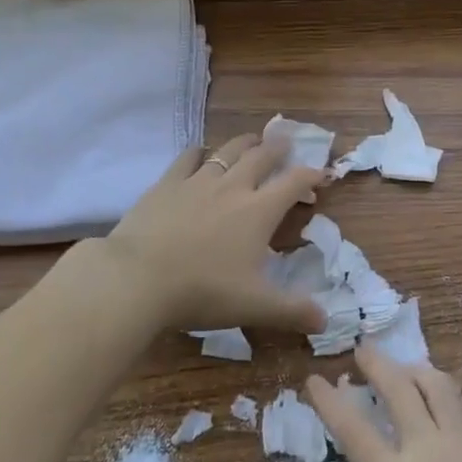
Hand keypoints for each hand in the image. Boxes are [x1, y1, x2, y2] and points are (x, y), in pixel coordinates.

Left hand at [79, 134, 325, 336]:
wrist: (137, 279)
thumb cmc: (202, 291)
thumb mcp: (254, 306)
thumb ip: (292, 312)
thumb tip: (325, 321)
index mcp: (259, 211)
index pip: (294, 182)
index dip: (311, 175)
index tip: (321, 174)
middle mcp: (233, 187)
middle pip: (262, 156)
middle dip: (278, 148)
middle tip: (286, 141)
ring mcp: (197, 181)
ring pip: (227, 151)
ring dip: (244, 143)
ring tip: (252, 140)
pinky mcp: (166, 184)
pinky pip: (187, 157)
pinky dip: (200, 151)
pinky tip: (200, 153)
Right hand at [303, 344, 461, 461]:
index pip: (353, 430)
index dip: (330, 401)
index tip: (315, 378)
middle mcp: (427, 448)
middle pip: (398, 388)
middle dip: (376, 364)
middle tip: (362, 348)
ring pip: (438, 386)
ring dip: (417, 370)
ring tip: (406, 368)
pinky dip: (456, 397)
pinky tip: (454, 402)